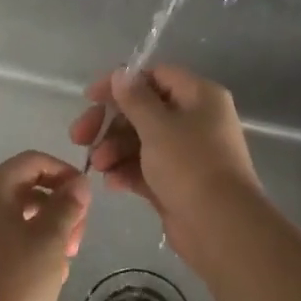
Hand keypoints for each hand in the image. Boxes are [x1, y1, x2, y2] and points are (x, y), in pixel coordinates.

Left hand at [0, 151, 91, 300]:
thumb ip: (67, 205)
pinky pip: (13, 244)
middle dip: (60, 206)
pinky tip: (52, 276)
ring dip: (51, 231)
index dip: (63, 171)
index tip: (87, 197)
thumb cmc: (16, 280)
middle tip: (80, 234)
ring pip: (23, 219)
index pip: (32, 161)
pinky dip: (35, 251)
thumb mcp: (51, 238)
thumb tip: (78, 183)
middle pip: (27, 189)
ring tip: (68, 257)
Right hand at [68, 66, 260, 254]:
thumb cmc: (189, 165)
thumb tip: (121, 73)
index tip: (90, 98)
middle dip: (110, 123)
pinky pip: (146, 168)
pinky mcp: (178, 182)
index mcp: (199, 96)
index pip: (155, 76)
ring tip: (98, 166)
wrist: (220, 227)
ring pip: (141, 140)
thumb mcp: (157, 126)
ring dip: (114, 149)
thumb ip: (134, 98)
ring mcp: (187, 153)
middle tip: (80, 137)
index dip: (121, 84)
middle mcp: (195, 119)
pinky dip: (127, 171)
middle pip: (143, 110)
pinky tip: (112, 182)